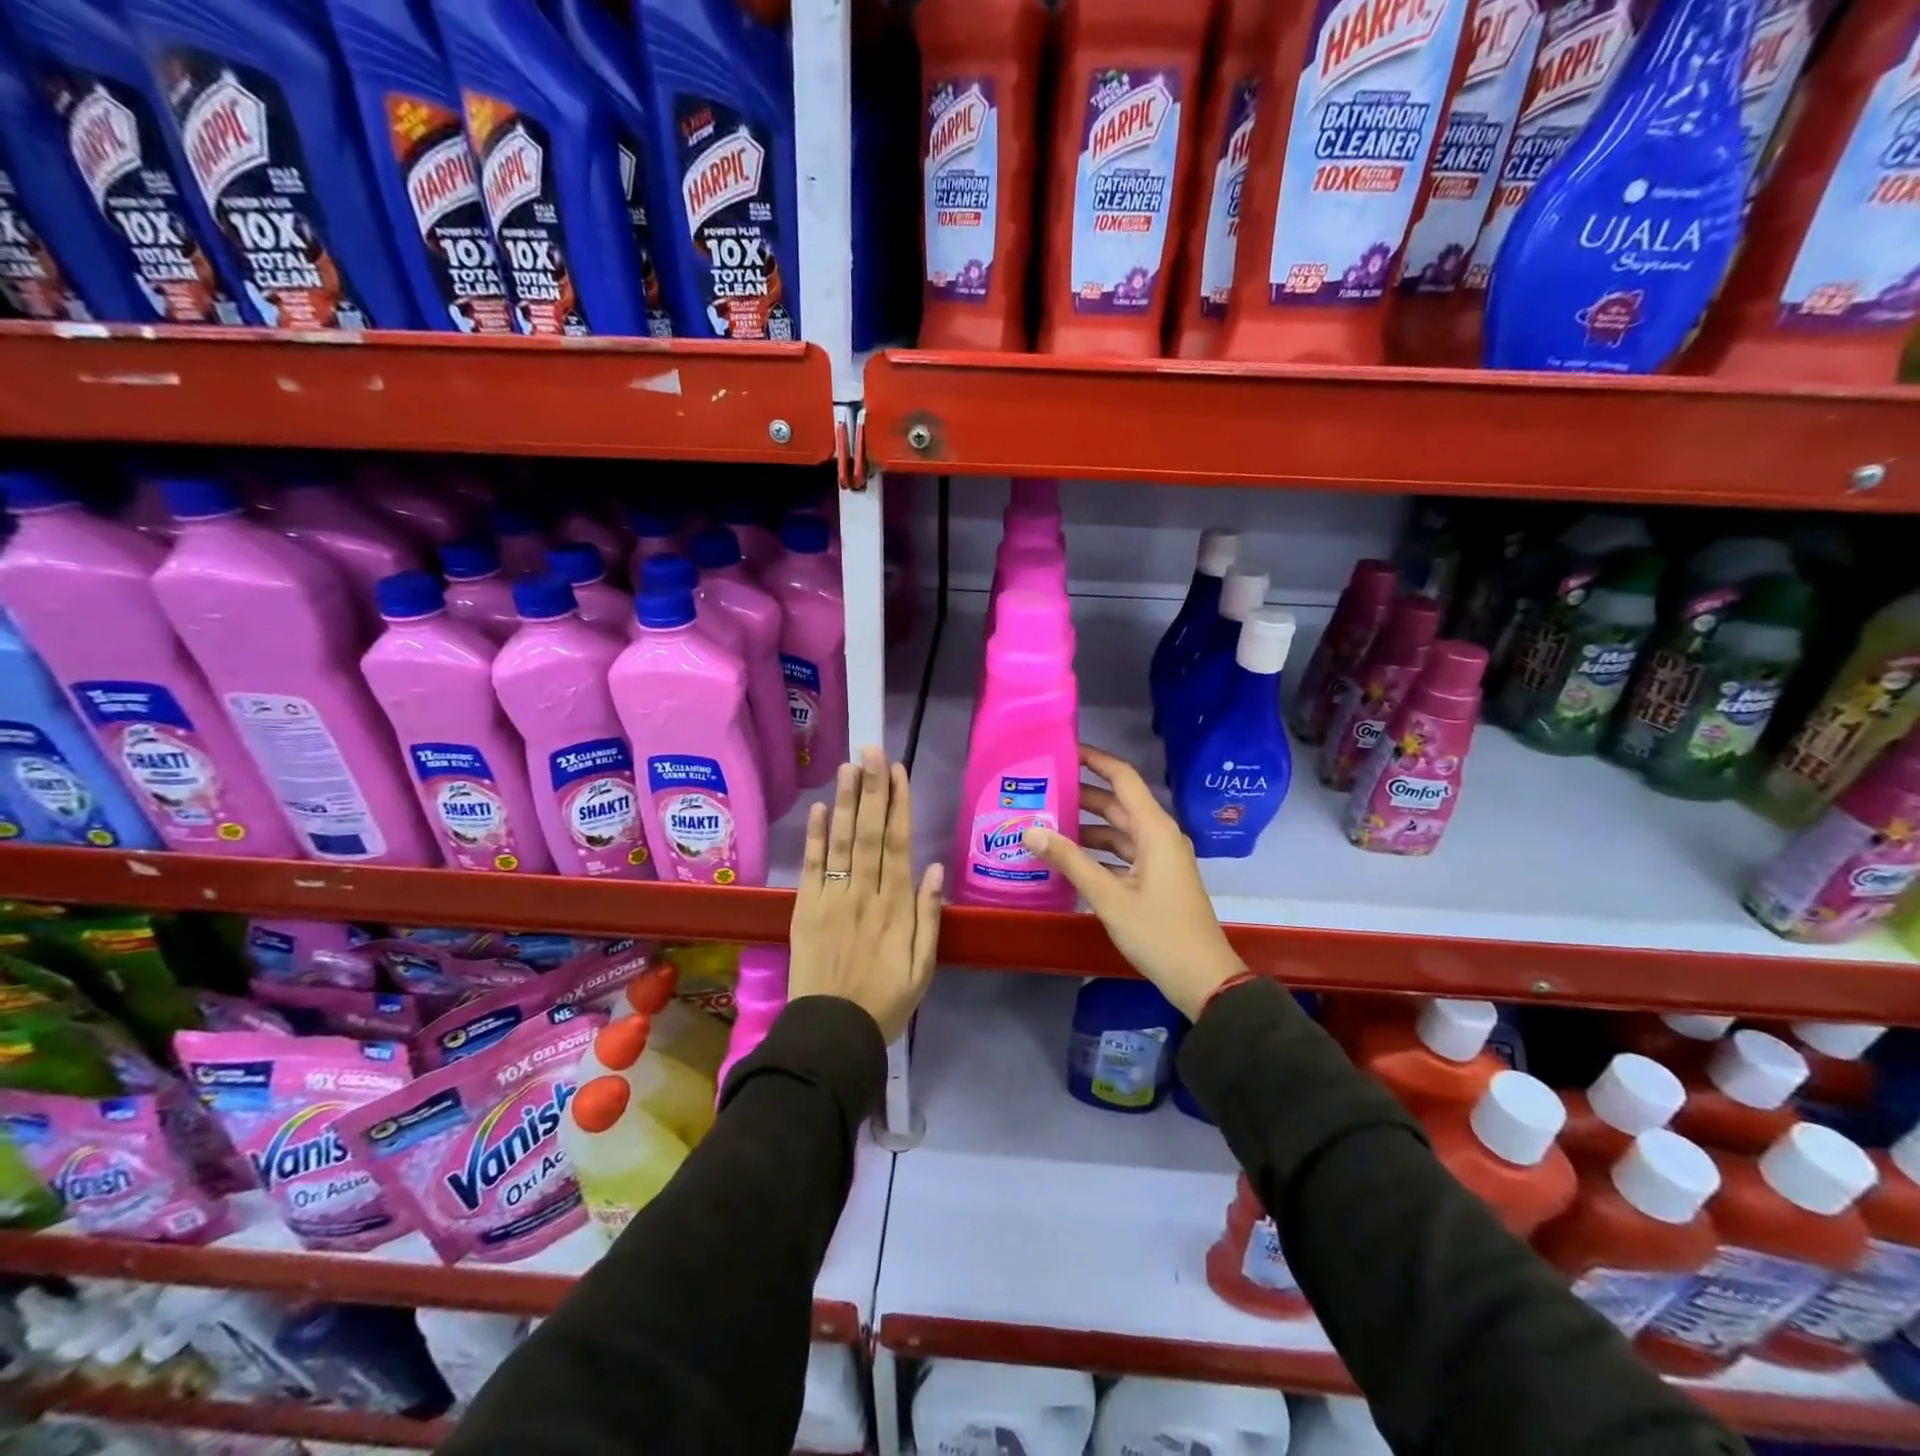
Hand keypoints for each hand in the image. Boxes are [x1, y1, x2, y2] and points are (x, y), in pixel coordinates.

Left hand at [788, 746, 944, 1042]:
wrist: (833, 1033)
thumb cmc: (886, 1001)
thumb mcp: (924, 967)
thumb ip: (930, 916)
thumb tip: (935, 868)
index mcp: (897, 906)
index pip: (898, 843)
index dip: (898, 805)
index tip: (898, 771)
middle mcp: (865, 893)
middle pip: (869, 832)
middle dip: (872, 789)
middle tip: (872, 750)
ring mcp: (832, 899)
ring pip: (841, 842)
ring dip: (845, 802)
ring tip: (848, 766)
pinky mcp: (805, 909)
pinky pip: (811, 867)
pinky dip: (815, 837)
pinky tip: (819, 809)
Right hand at [1023, 744, 1245, 1020]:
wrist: (1202, 978)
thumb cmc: (1158, 932)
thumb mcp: (1108, 896)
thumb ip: (1069, 860)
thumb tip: (1030, 831)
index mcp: (1154, 829)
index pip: (1123, 778)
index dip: (1095, 760)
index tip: (1063, 751)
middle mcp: (1159, 835)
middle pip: (1117, 803)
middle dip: (1082, 794)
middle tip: (1042, 788)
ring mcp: (1160, 858)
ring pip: (1118, 830)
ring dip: (1086, 826)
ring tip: (1045, 822)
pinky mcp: (1156, 878)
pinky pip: (1123, 852)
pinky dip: (1097, 851)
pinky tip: (1068, 858)